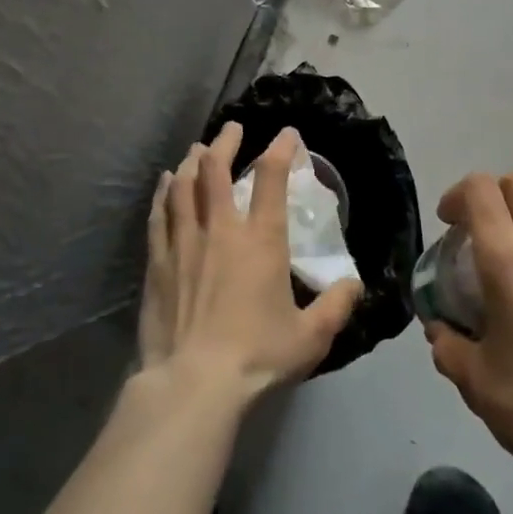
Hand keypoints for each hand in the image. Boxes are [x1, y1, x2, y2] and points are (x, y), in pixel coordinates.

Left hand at [138, 122, 362, 403]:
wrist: (193, 384)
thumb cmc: (257, 356)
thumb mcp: (311, 336)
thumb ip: (336, 306)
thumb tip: (354, 285)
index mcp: (261, 240)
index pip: (271, 179)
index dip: (280, 149)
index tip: (286, 134)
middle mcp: (221, 230)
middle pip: (216, 170)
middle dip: (226, 143)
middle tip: (232, 129)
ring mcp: (184, 244)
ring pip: (183, 186)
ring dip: (192, 162)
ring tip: (198, 149)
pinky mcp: (157, 263)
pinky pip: (159, 215)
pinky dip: (164, 193)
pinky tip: (165, 184)